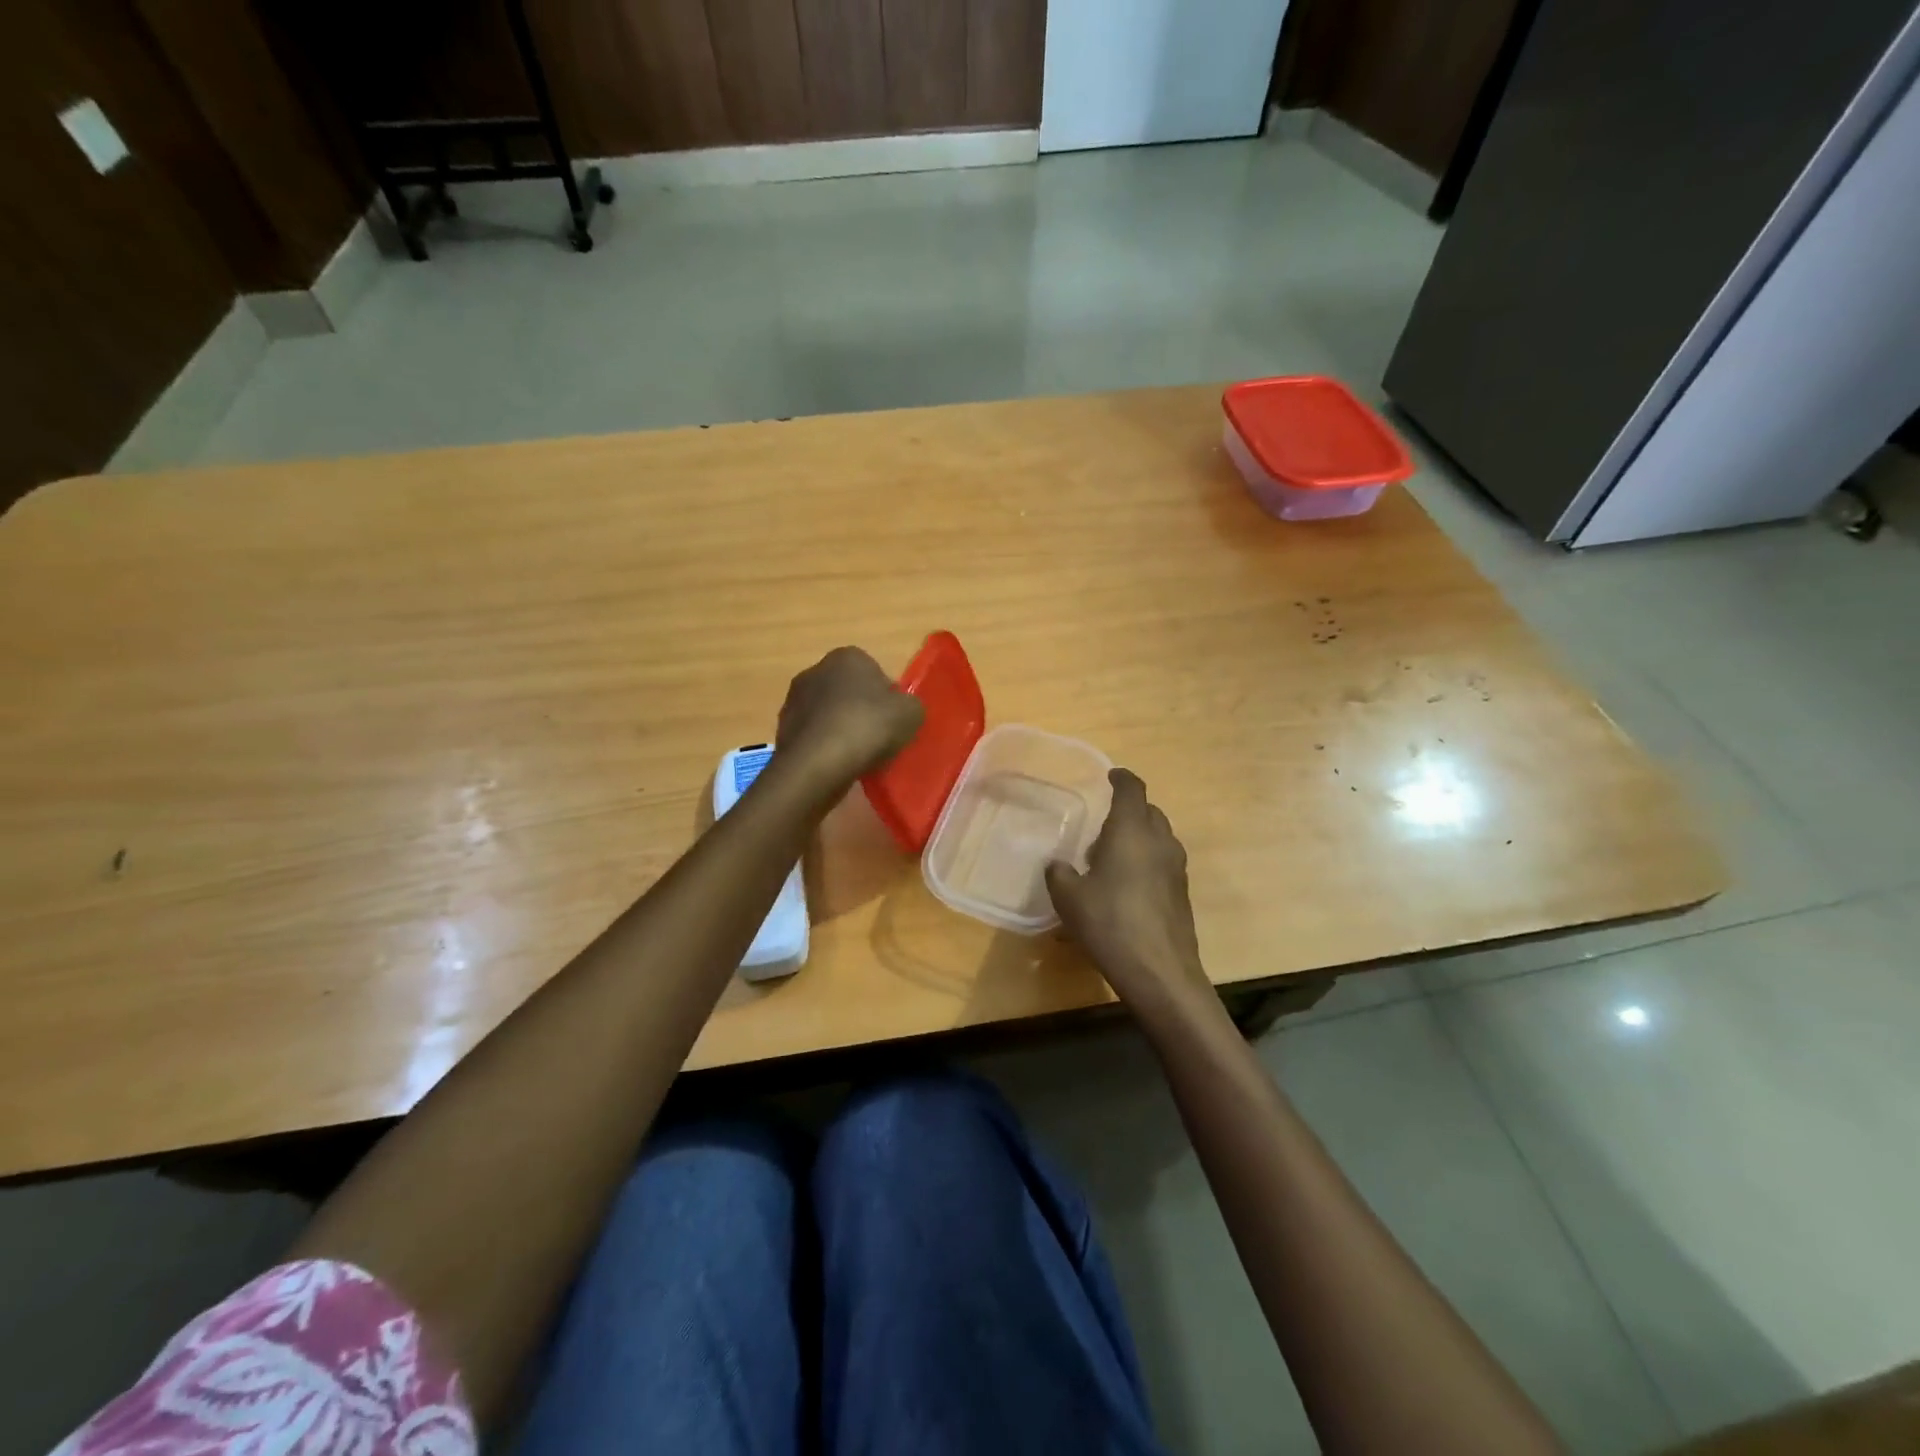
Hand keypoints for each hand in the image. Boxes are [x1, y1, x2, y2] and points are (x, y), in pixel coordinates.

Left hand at [775, 646, 923, 795]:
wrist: (817, 764)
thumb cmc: (868, 727)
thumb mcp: (911, 713)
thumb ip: (909, 705)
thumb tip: (900, 709)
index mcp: (848, 656)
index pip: (875, 672)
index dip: (887, 698)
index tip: (893, 721)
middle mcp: (816, 669)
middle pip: (849, 692)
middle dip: (862, 711)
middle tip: (878, 739)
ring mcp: (794, 699)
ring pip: (829, 714)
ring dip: (842, 730)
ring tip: (857, 757)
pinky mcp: (782, 728)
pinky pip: (815, 736)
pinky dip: (825, 747)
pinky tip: (837, 765)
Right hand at [1047, 769, 1211, 1018]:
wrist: (1159, 971)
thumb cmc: (1110, 923)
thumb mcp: (1069, 898)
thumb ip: (1059, 874)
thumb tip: (1058, 865)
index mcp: (1131, 831)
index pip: (1132, 789)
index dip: (1121, 778)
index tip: (1110, 776)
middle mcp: (1159, 841)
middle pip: (1149, 811)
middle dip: (1129, 810)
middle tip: (1102, 825)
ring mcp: (1176, 868)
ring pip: (1159, 837)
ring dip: (1138, 837)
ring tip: (1111, 857)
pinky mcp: (1181, 893)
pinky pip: (1163, 862)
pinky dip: (1147, 861)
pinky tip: (1126, 886)